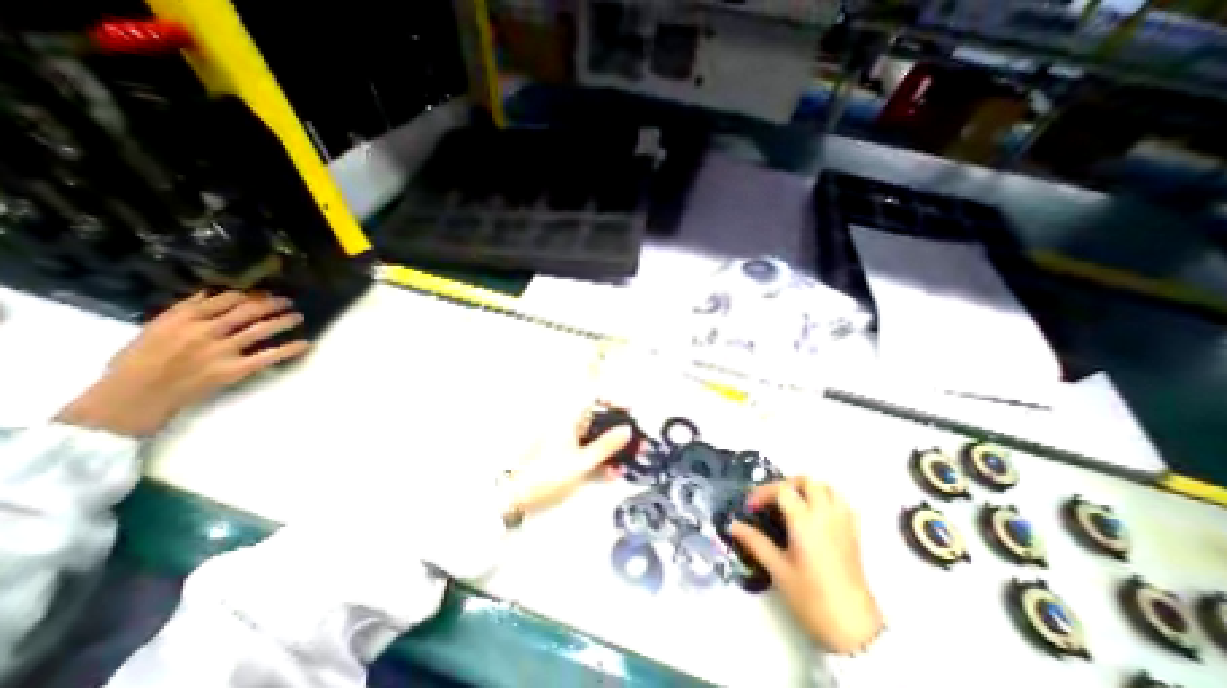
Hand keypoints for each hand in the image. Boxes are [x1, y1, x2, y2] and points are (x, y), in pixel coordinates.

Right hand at [58, 291, 309, 434]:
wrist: (132, 398)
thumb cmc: (139, 362)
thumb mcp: (154, 329)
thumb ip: (183, 311)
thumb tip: (210, 292)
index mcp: (182, 320)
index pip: (224, 300)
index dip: (249, 295)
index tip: (263, 293)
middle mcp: (203, 332)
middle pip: (247, 312)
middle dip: (271, 304)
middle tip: (288, 301)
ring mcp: (220, 351)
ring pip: (260, 330)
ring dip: (284, 321)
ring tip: (297, 317)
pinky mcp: (233, 370)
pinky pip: (269, 357)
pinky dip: (290, 349)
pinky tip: (306, 344)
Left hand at [502, 404, 636, 515]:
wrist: (513, 492)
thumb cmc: (545, 474)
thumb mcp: (581, 462)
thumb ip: (606, 445)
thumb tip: (627, 430)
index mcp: (569, 416)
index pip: (595, 395)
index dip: (615, 400)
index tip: (630, 411)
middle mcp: (567, 421)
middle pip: (599, 416)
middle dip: (619, 429)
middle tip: (636, 443)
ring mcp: (565, 435)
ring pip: (595, 434)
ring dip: (611, 446)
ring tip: (626, 462)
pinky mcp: (562, 449)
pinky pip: (586, 446)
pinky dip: (598, 455)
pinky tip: (609, 471)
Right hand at [725, 477, 881, 652]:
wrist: (853, 630)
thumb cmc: (811, 597)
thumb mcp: (777, 569)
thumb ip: (755, 542)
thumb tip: (733, 525)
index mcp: (805, 521)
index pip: (782, 489)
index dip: (762, 493)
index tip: (750, 507)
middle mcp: (825, 515)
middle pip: (807, 481)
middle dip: (786, 484)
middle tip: (772, 500)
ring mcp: (843, 523)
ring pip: (827, 488)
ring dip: (808, 488)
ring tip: (793, 503)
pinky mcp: (854, 534)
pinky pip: (842, 503)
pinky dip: (828, 499)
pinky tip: (816, 514)